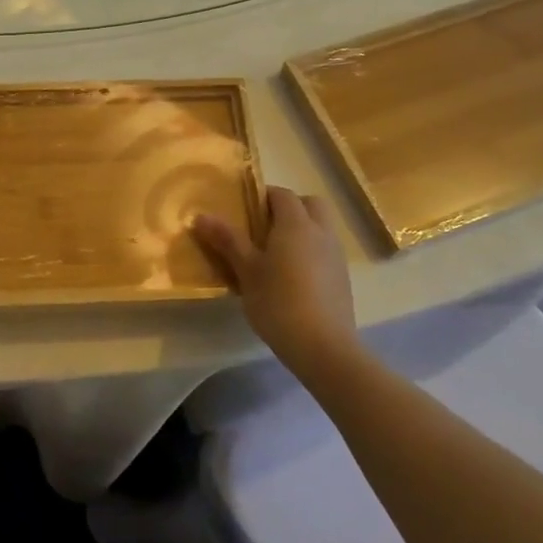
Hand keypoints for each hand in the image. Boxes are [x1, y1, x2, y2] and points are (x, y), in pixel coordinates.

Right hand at [194, 187, 357, 378]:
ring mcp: (336, 256)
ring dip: (302, 230)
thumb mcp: (246, 271)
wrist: (324, 347)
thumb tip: (200, 215)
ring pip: (321, 228)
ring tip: (275, 255)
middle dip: (289, 208)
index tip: (244, 210)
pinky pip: (326, 251)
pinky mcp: (342, 278)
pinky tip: (293, 278)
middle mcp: (321, 232)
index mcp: (296, 224)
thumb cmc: (278, 303)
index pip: (282, 194)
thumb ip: (227, 240)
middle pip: (309, 204)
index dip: (263, 196)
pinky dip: (311, 252)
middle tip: (264, 227)